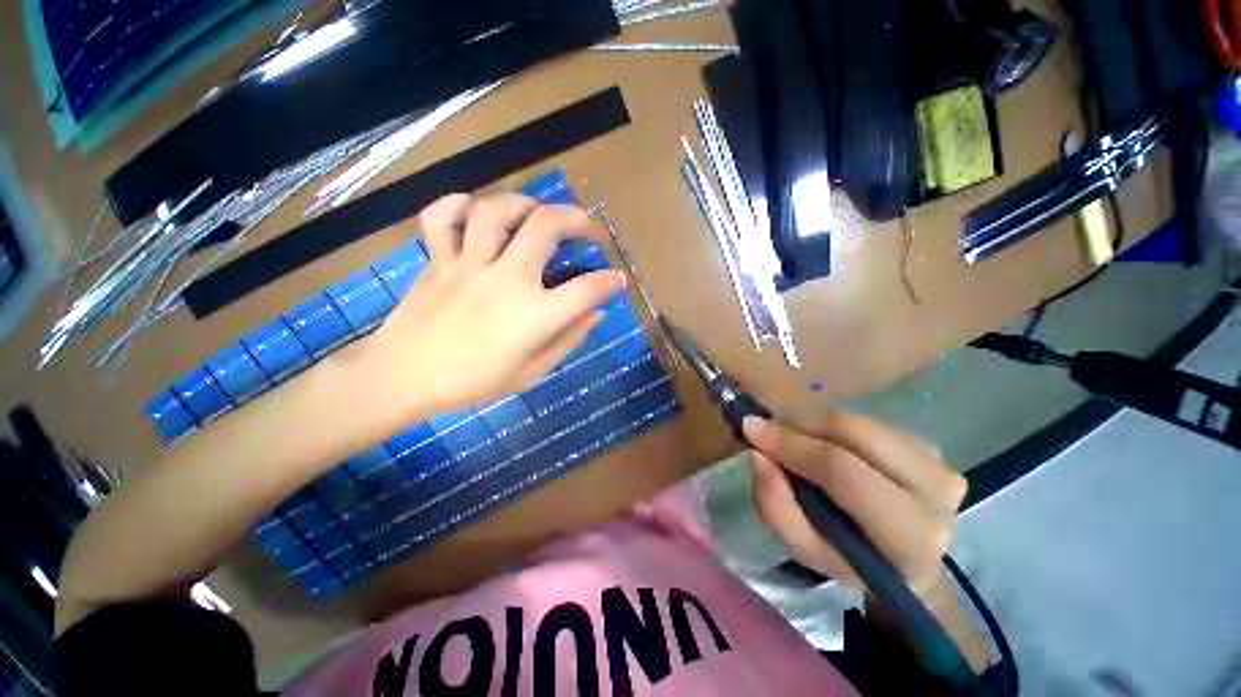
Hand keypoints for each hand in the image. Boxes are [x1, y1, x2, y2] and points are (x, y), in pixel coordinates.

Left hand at [364, 193, 625, 418]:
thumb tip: (596, 314)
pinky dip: (458, 206)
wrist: (403, 378)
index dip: (610, 282)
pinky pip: (442, 217)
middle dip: (577, 220)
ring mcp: (467, 265)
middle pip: (546, 226)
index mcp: (533, 316)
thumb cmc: (472, 383)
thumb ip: (568, 340)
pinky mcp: (437, 260)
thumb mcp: (531, 373)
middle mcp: (505, 280)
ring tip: (537, 214)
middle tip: (588, 228)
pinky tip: (475, 214)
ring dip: (525, 204)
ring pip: (496, 210)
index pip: (587, 290)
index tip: (616, 280)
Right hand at [743, 413, 967, 597]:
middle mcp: (936, 494)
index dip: (791, 445)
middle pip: (853, 431)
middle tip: (769, 433)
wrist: (903, 558)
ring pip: (858, 421)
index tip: (750, 429)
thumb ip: (775, 507)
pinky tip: (825, 446)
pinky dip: (832, 428)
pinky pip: (867, 421)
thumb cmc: (849, 559)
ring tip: (794, 443)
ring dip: (814, 425)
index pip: (842, 472)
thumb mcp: (804, 548)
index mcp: (908, 537)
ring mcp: (939, 464)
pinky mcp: (930, 446)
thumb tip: (758, 455)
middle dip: (800, 426)